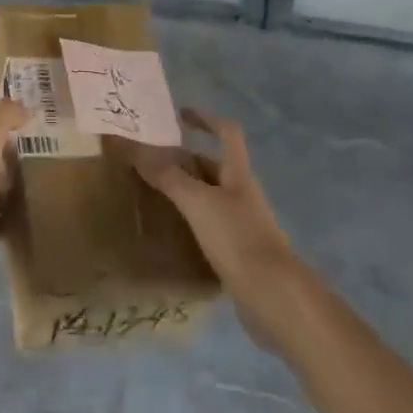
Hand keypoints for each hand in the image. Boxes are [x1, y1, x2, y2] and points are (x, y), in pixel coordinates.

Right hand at [129, 109, 300, 333]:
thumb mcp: (198, 202)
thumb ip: (169, 177)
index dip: (205, 118)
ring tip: (152, 196)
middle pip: (212, 166)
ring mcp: (242, 224)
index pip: (226, 132)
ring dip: (184, 193)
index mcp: (238, 173)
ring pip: (209, 198)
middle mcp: (241, 193)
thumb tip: (139, 151)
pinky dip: (190, 223)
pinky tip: (170, 233)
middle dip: (183, 161)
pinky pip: (209, 227)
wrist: (274, 297)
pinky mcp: (238, 253)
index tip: (178, 115)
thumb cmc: (238, 238)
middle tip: (148, 164)